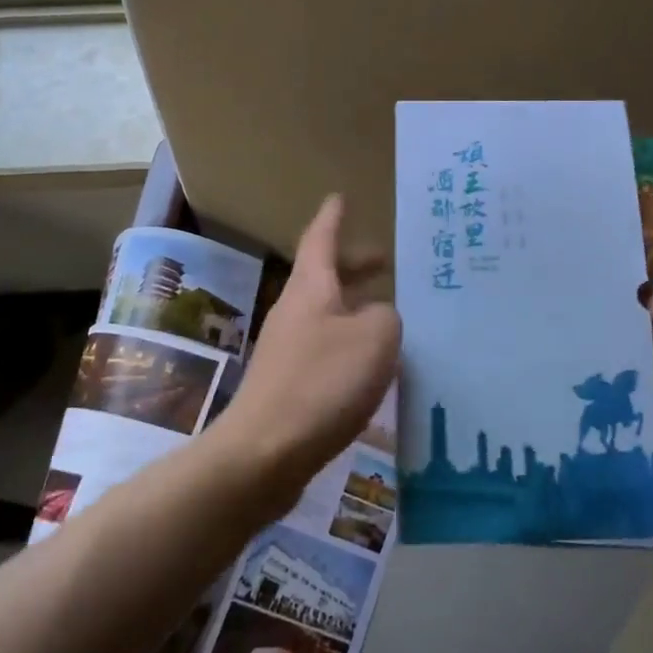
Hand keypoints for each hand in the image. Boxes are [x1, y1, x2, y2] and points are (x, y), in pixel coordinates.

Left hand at [222, 195, 400, 490]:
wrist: (263, 454)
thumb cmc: (322, 383)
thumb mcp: (375, 338)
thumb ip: (386, 316)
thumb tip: (379, 318)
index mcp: (312, 289)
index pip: (321, 238)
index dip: (333, 218)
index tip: (341, 197)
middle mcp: (296, 312)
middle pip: (325, 276)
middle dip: (355, 266)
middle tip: (386, 262)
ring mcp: (288, 349)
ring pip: (328, 314)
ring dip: (355, 307)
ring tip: (389, 314)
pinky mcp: (288, 385)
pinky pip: (325, 349)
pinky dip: (349, 344)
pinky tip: (371, 365)